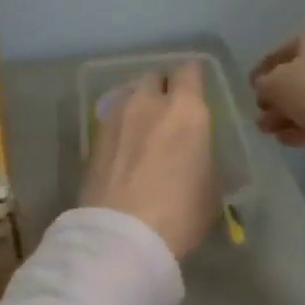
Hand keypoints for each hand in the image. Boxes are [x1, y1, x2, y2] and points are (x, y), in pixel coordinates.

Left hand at [79, 61, 218, 259]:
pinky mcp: (94, 136)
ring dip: (138, 106)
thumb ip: (204, 160)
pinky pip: (112, 119)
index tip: (196, 90)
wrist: (122, 233)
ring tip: (143, 130)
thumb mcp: (211, 190)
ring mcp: (116, 116)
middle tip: (169, 112)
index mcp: (185, 109)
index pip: (190, 72)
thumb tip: (198, 158)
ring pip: (129, 95)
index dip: (193, 78)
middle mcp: (148, 102)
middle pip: (154, 78)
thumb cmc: (180, 212)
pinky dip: (120, 127)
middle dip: (162, 89)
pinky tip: (124, 149)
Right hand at [250, 17, 304, 146]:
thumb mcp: (277, 84)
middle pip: (299, 75)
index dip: (261, 72)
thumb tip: (263, 89)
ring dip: (290, 114)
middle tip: (261, 116)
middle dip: (277, 99)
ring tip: (270, 133)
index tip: (250, 90)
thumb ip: (264, 85)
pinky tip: (290, 139)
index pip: (281, 51)